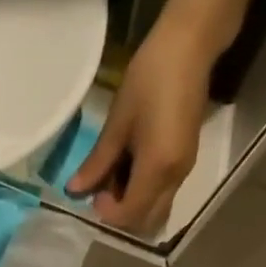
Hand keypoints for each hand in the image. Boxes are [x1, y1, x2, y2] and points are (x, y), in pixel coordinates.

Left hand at [66, 15, 213, 233]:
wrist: (191, 44)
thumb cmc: (150, 77)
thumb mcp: (118, 122)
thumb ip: (97, 162)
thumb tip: (74, 190)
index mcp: (157, 169)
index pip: (129, 215)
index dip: (108, 214)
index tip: (94, 195)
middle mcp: (174, 178)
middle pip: (147, 222)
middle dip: (122, 217)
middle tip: (103, 193)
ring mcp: (184, 171)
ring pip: (156, 210)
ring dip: (133, 206)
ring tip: (116, 178)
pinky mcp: (186, 161)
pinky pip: (163, 193)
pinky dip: (144, 193)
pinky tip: (131, 168)